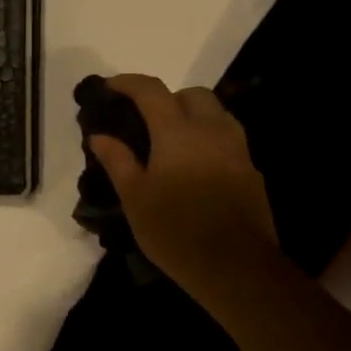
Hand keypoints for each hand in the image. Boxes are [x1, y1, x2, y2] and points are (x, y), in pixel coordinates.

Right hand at [88, 74, 277, 287]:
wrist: (236, 267)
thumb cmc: (175, 231)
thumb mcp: (135, 198)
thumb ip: (117, 161)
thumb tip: (99, 136)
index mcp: (177, 132)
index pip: (151, 91)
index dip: (128, 83)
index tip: (110, 87)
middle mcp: (211, 131)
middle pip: (193, 94)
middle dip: (168, 97)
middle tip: (146, 119)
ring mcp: (237, 150)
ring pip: (217, 113)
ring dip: (193, 115)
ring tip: (172, 140)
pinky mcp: (251, 171)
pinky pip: (229, 139)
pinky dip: (209, 139)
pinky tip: (196, 166)